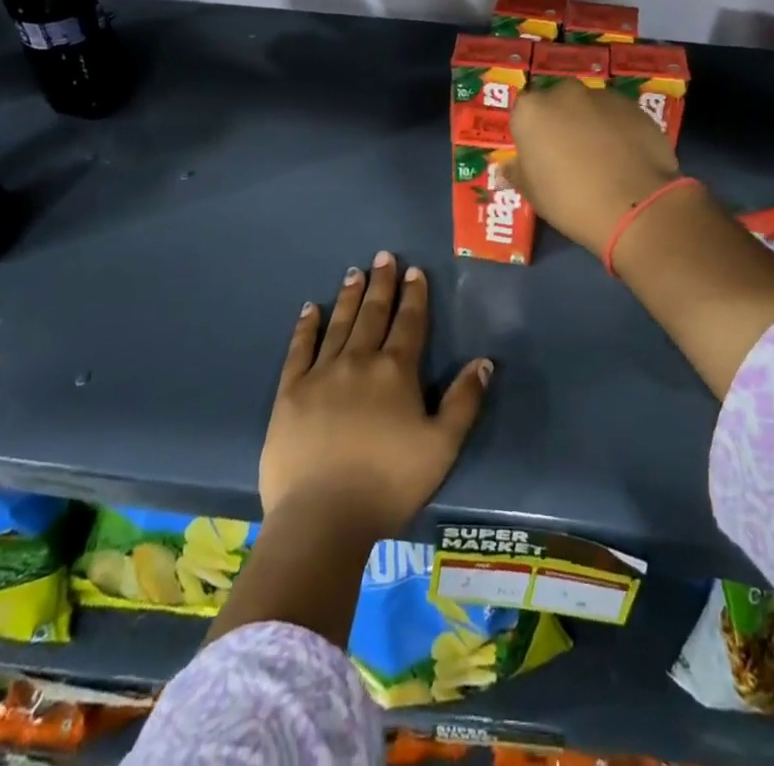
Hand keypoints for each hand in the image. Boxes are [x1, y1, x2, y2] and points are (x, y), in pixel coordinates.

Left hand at [261, 252, 491, 542]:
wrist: (322, 518)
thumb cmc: (388, 483)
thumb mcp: (442, 447)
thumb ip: (464, 401)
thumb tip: (484, 361)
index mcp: (396, 372)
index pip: (409, 322)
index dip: (414, 295)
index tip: (414, 271)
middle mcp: (359, 361)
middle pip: (374, 314)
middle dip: (382, 283)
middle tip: (384, 256)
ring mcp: (321, 374)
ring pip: (339, 324)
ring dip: (350, 296)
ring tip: (355, 271)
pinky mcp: (290, 392)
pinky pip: (299, 349)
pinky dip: (306, 326)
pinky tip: (311, 308)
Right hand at [506, 80, 680, 256]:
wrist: (634, 204)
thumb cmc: (570, 200)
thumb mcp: (533, 194)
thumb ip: (517, 173)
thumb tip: (506, 169)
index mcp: (531, 111)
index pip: (523, 114)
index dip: (531, 136)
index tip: (540, 158)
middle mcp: (565, 93)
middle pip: (557, 103)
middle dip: (561, 123)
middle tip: (570, 156)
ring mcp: (603, 96)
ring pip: (590, 107)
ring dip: (591, 124)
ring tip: (603, 159)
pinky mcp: (635, 107)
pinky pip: (618, 116)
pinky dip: (618, 130)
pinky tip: (626, 157)